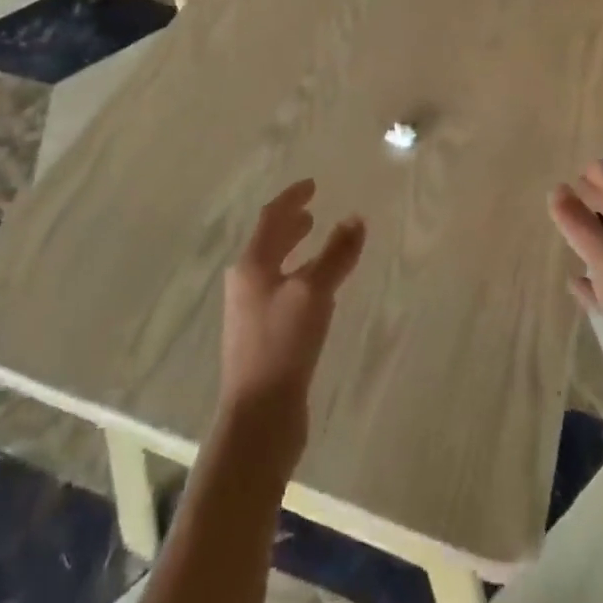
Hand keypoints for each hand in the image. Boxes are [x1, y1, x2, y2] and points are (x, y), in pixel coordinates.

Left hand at [218, 180, 365, 470]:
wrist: (259, 418)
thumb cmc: (283, 345)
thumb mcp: (314, 293)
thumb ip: (336, 254)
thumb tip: (356, 218)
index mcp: (251, 266)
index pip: (270, 218)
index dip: (292, 198)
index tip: (312, 184)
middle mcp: (246, 284)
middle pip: (269, 243)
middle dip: (290, 224)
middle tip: (312, 211)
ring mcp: (252, 313)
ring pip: (275, 268)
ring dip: (295, 251)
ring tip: (316, 242)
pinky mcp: (263, 339)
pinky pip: (283, 292)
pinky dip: (299, 277)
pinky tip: (318, 291)